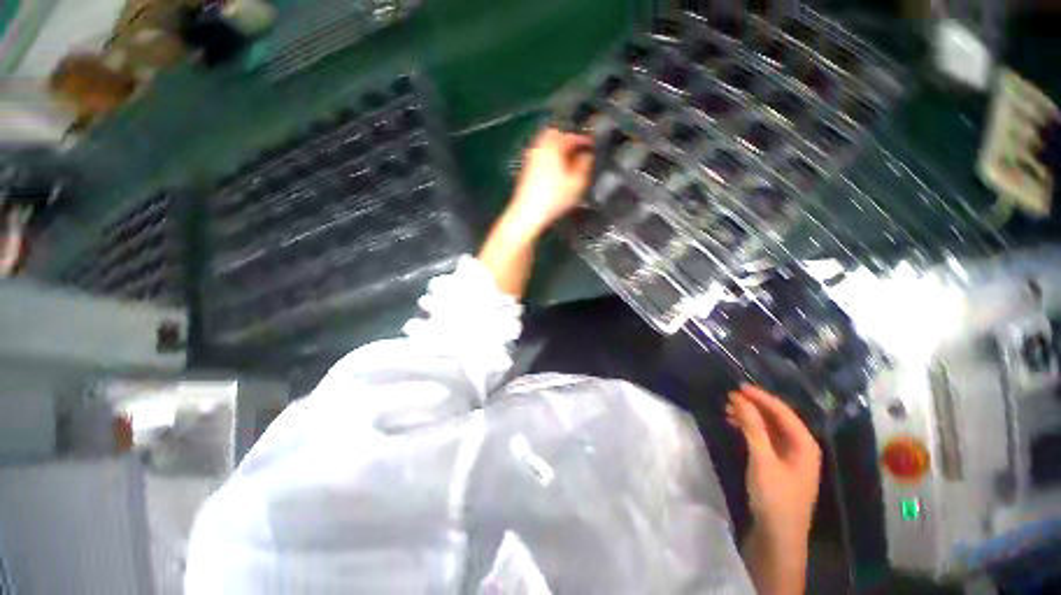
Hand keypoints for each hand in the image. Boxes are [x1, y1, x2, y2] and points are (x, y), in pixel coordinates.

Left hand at [506, 128, 593, 240]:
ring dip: (557, 150)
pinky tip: (556, 172)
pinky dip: (549, 159)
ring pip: (545, 146)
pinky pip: (540, 157)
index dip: (584, 140)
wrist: (527, 214)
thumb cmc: (554, 198)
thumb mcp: (577, 183)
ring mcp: (530, 159)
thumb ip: (585, 165)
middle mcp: (540, 147)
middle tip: (578, 150)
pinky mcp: (525, 171)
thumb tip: (587, 155)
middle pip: (554, 135)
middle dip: (567, 140)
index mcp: (553, 146)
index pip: (572, 136)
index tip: (592, 146)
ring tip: (569, 162)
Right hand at [727, 384, 821, 541]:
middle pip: (777, 419)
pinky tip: (735, 426)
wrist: (778, 537)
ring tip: (728, 409)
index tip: (738, 386)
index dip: (761, 397)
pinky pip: (765, 440)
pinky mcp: (778, 466)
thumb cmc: (775, 497)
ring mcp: (790, 458)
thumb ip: (752, 427)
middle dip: (754, 406)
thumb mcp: (762, 460)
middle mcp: (801, 448)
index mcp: (805, 444)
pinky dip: (750, 430)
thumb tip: (740, 398)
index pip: (783, 412)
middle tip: (729, 397)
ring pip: (769, 429)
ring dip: (750, 417)